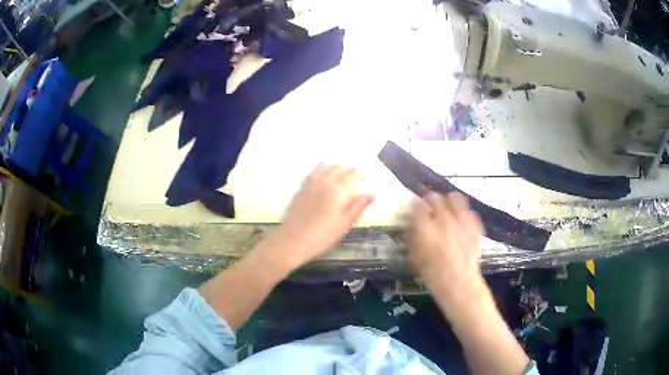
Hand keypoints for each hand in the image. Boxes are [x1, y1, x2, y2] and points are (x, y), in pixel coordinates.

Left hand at [266, 164, 374, 268]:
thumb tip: (372, 193)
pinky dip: (321, 170)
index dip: (359, 174)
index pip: (351, 174)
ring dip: (334, 167)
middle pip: (338, 168)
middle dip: (348, 169)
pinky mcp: (301, 189)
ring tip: (340, 172)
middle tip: (355, 175)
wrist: (293, 240)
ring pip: (325, 167)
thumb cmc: (323, 235)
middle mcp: (324, 181)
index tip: (365, 175)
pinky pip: (313, 172)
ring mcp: (310, 183)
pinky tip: (323, 175)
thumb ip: (358, 206)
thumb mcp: (345, 223)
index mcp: (337, 189)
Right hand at [406, 192, 483, 297]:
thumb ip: (411, 237)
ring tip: (446, 208)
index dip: (414, 204)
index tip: (414, 208)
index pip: (417, 204)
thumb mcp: (414, 257)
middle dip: (429, 201)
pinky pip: (468, 210)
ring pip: (454, 197)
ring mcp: (462, 220)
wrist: (459, 283)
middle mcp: (444, 219)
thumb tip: (409, 223)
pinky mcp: (474, 224)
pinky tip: (460, 221)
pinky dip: (463, 212)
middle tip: (429, 208)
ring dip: (447, 201)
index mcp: (425, 228)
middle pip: (435, 197)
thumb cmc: (433, 274)